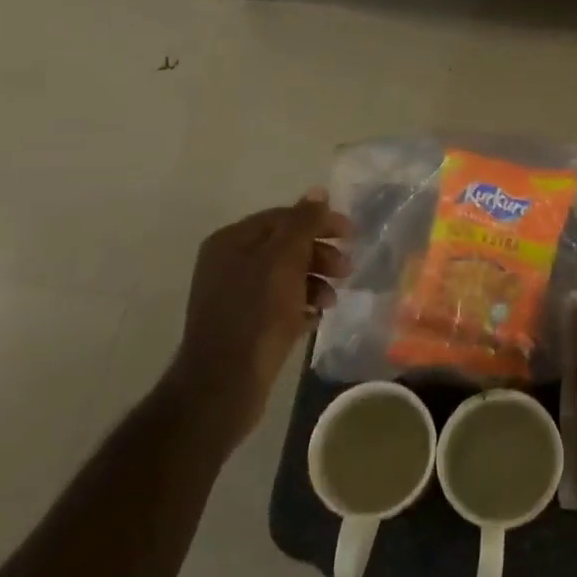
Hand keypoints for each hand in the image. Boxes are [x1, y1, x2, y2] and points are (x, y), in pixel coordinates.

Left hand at [175, 190, 352, 439]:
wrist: (223, 385)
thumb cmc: (256, 315)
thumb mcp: (284, 261)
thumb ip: (303, 223)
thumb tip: (318, 191)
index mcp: (232, 241)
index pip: (284, 217)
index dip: (320, 222)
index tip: (352, 235)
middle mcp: (229, 262)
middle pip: (286, 246)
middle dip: (320, 255)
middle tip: (347, 270)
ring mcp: (235, 295)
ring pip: (286, 276)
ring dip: (315, 282)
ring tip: (332, 301)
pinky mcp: (244, 325)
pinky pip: (280, 304)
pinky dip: (301, 306)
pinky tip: (315, 319)